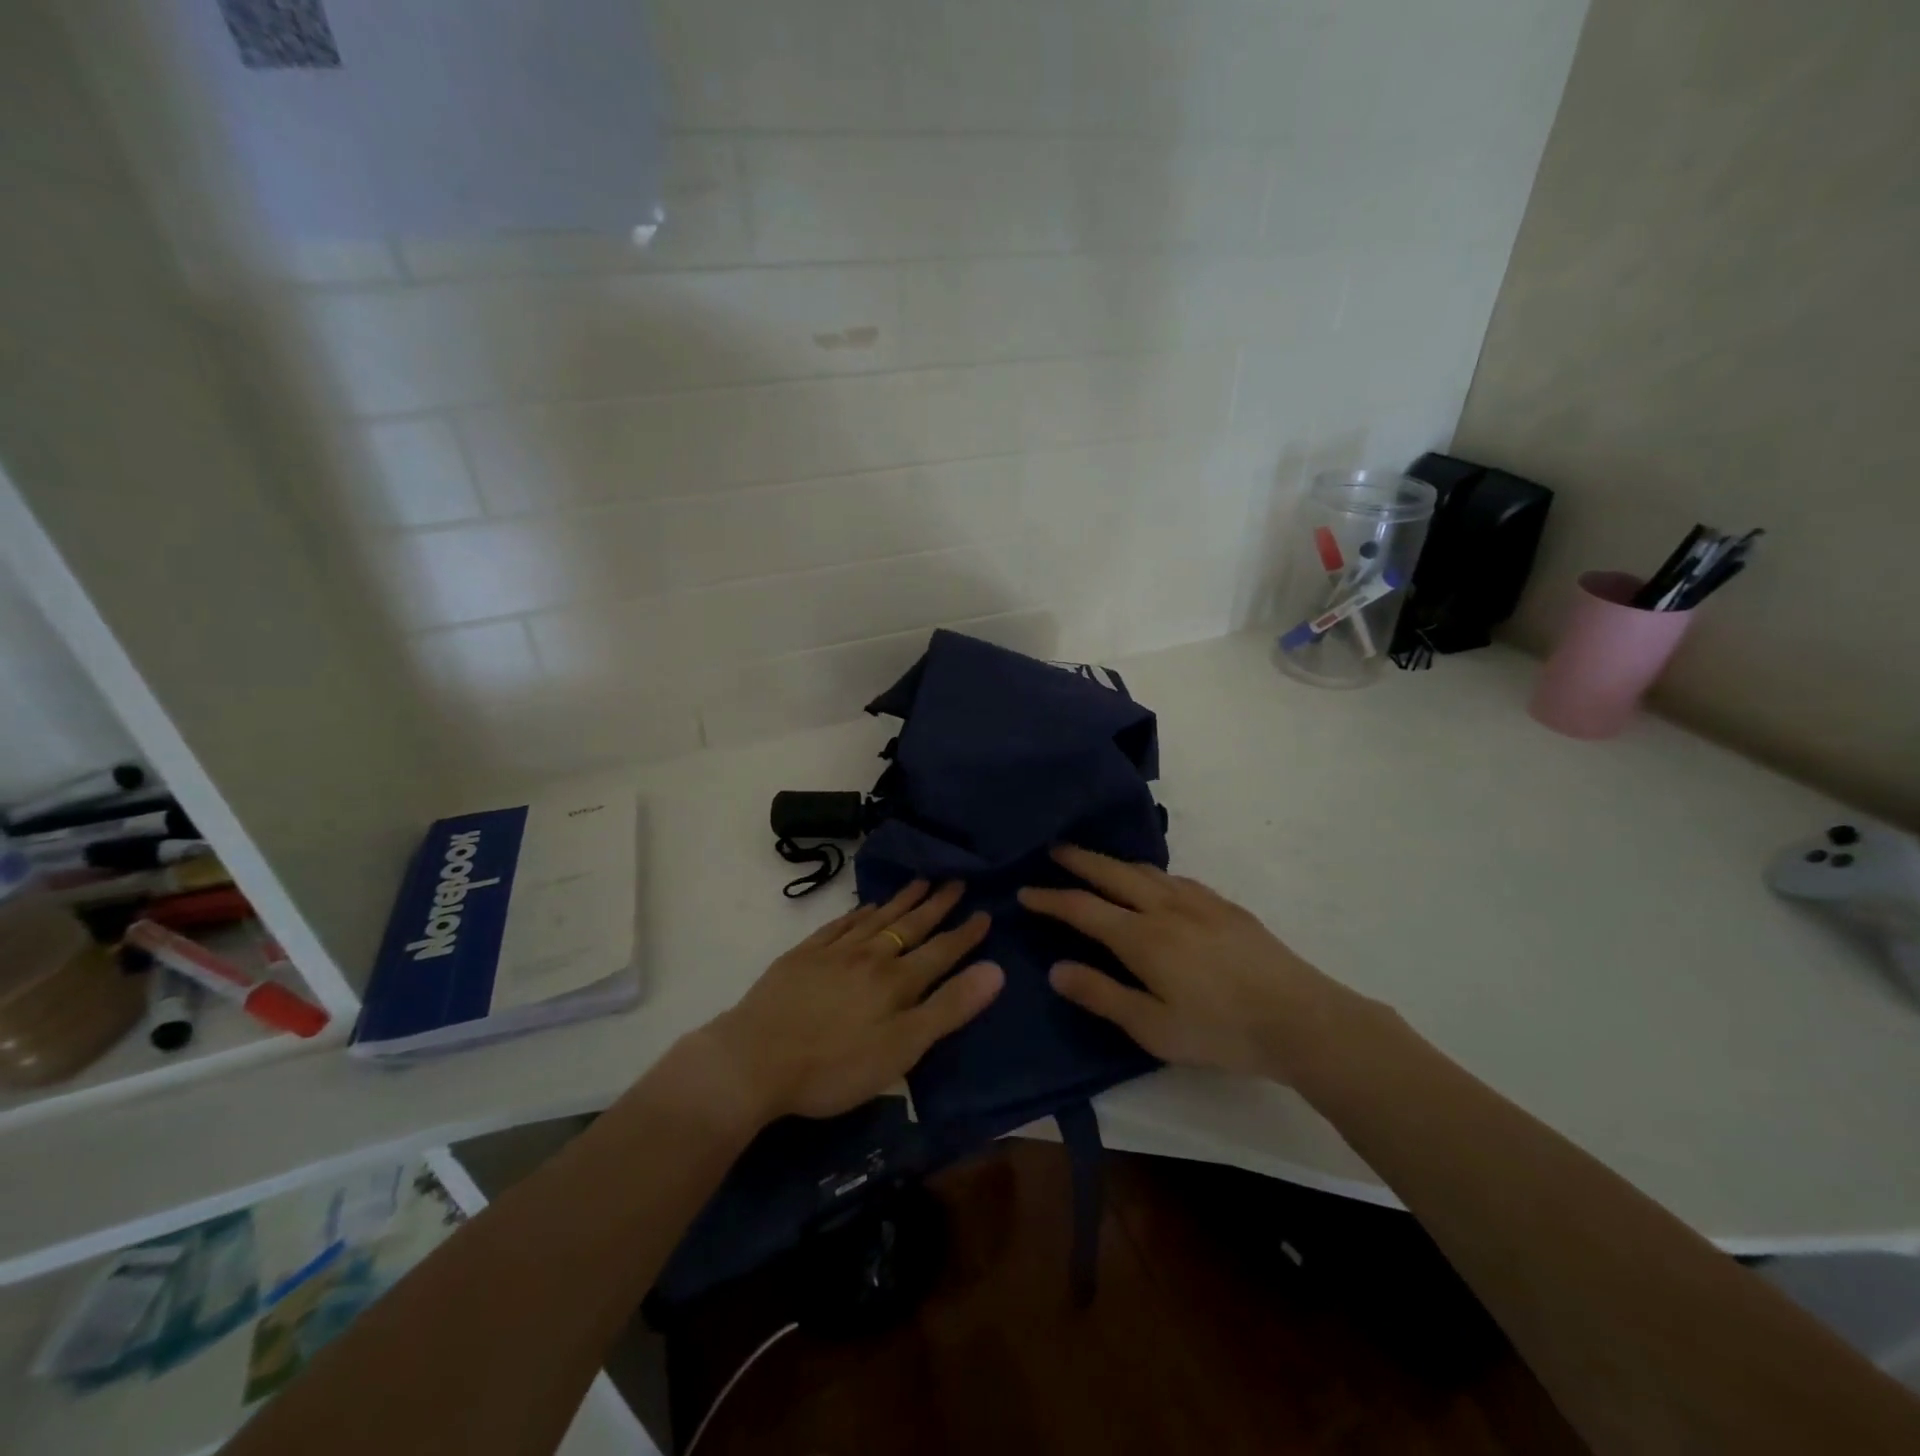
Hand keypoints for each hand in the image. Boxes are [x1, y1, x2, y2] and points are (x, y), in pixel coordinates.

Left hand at [702, 880, 1003, 1123]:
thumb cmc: (834, 1065)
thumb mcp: (902, 1048)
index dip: (965, 934)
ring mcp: (833, 952)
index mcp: (897, 982)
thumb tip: (995, 970)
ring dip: (901, 901)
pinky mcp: (803, 956)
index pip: (941, 951)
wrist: (754, 1059)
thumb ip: (949, 1008)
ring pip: (876, 919)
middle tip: (955, 881)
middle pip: (909, 926)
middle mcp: (870, 957)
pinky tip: (865, 907)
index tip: (984, 912)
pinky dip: (858, 912)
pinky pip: (839, 924)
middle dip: (936, 905)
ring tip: (920, 882)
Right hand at [1019, 846, 1353, 1084]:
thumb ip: (1102, 995)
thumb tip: (1055, 969)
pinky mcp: (1225, 906)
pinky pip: (1175, 878)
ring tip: (1097, 862)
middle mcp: (1165, 907)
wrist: (1301, 1018)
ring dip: (1114, 862)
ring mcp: (1198, 902)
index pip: (1083, 909)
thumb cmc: (1221, 1031)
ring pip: (1145, 870)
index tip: (1025, 892)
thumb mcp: (1153, 1028)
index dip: (1051, 899)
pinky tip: (1155, 883)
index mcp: (1142, 937)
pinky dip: (1150, 873)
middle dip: (1079, 860)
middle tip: (1054, 850)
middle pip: (1112, 873)